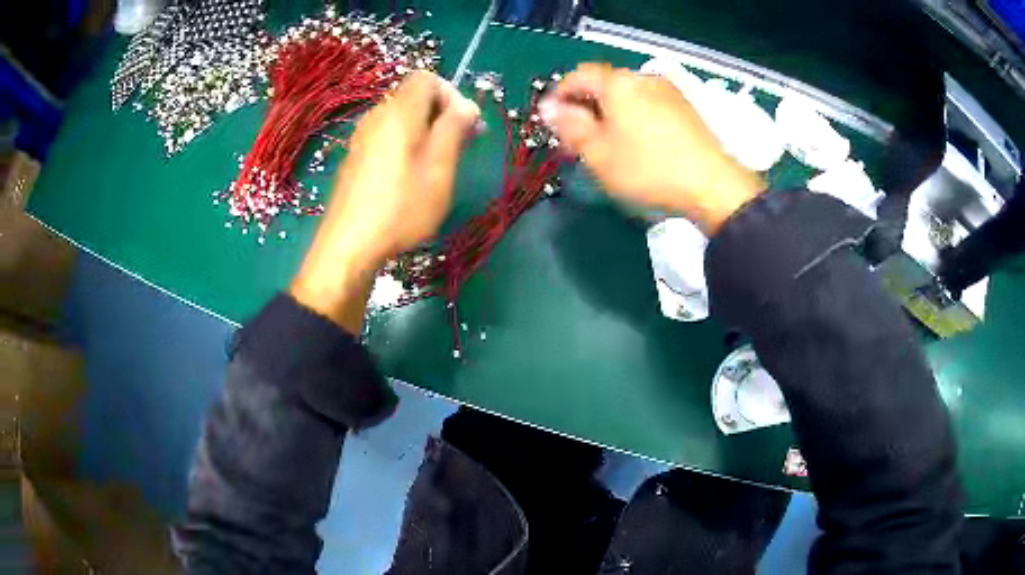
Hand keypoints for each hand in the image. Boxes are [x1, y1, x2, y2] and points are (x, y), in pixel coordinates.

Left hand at [291, 71, 480, 332]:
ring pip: (402, 120)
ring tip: (439, 165)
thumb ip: (455, 128)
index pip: (427, 78)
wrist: (348, 246)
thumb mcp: (440, 166)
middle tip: (461, 146)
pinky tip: (411, 178)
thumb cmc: (401, 206)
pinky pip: (387, 138)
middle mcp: (377, 117)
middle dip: (442, 114)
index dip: (452, 93)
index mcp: (399, 112)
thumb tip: (468, 105)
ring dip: (426, 132)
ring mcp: (362, 139)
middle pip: (414, 98)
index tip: (465, 124)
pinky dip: (406, 146)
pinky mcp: (355, 160)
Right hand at [539, 63, 764, 233]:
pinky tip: (635, 144)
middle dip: (585, 107)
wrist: (712, 185)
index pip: (578, 75)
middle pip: (604, 85)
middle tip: (577, 138)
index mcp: (618, 83)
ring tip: (606, 144)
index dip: (560, 94)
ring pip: (627, 96)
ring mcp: (668, 92)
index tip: (552, 119)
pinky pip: (647, 105)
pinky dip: (632, 118)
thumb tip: (548, 107)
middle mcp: (643, 79)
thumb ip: (569, 126)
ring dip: (609, 114)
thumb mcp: (598, 152)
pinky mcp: (685, 109)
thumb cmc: (648, 169)